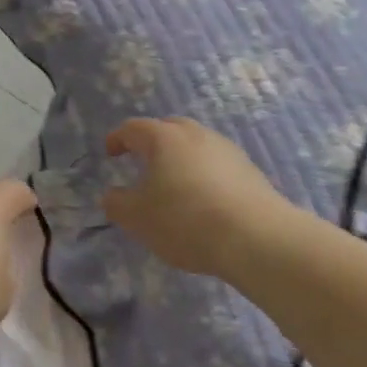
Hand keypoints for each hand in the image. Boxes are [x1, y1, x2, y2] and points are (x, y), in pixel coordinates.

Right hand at [102, 117, 290, 279]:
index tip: (110, 153)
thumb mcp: (138, 218)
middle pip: (168, 128)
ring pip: (196, 144)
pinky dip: (203, 172)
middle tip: (142, 161)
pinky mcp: (249, 170)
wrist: (256, 237)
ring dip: (180, 157)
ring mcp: (226, 150)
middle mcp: (196, 135)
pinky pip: (216, 163)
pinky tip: (203, 198)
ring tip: (173, 182)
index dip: (118, 138)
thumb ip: (117, 204)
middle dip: (152, 141)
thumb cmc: (185, 220)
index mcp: (164, 138)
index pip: (133, 128)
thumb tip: (111, 195)